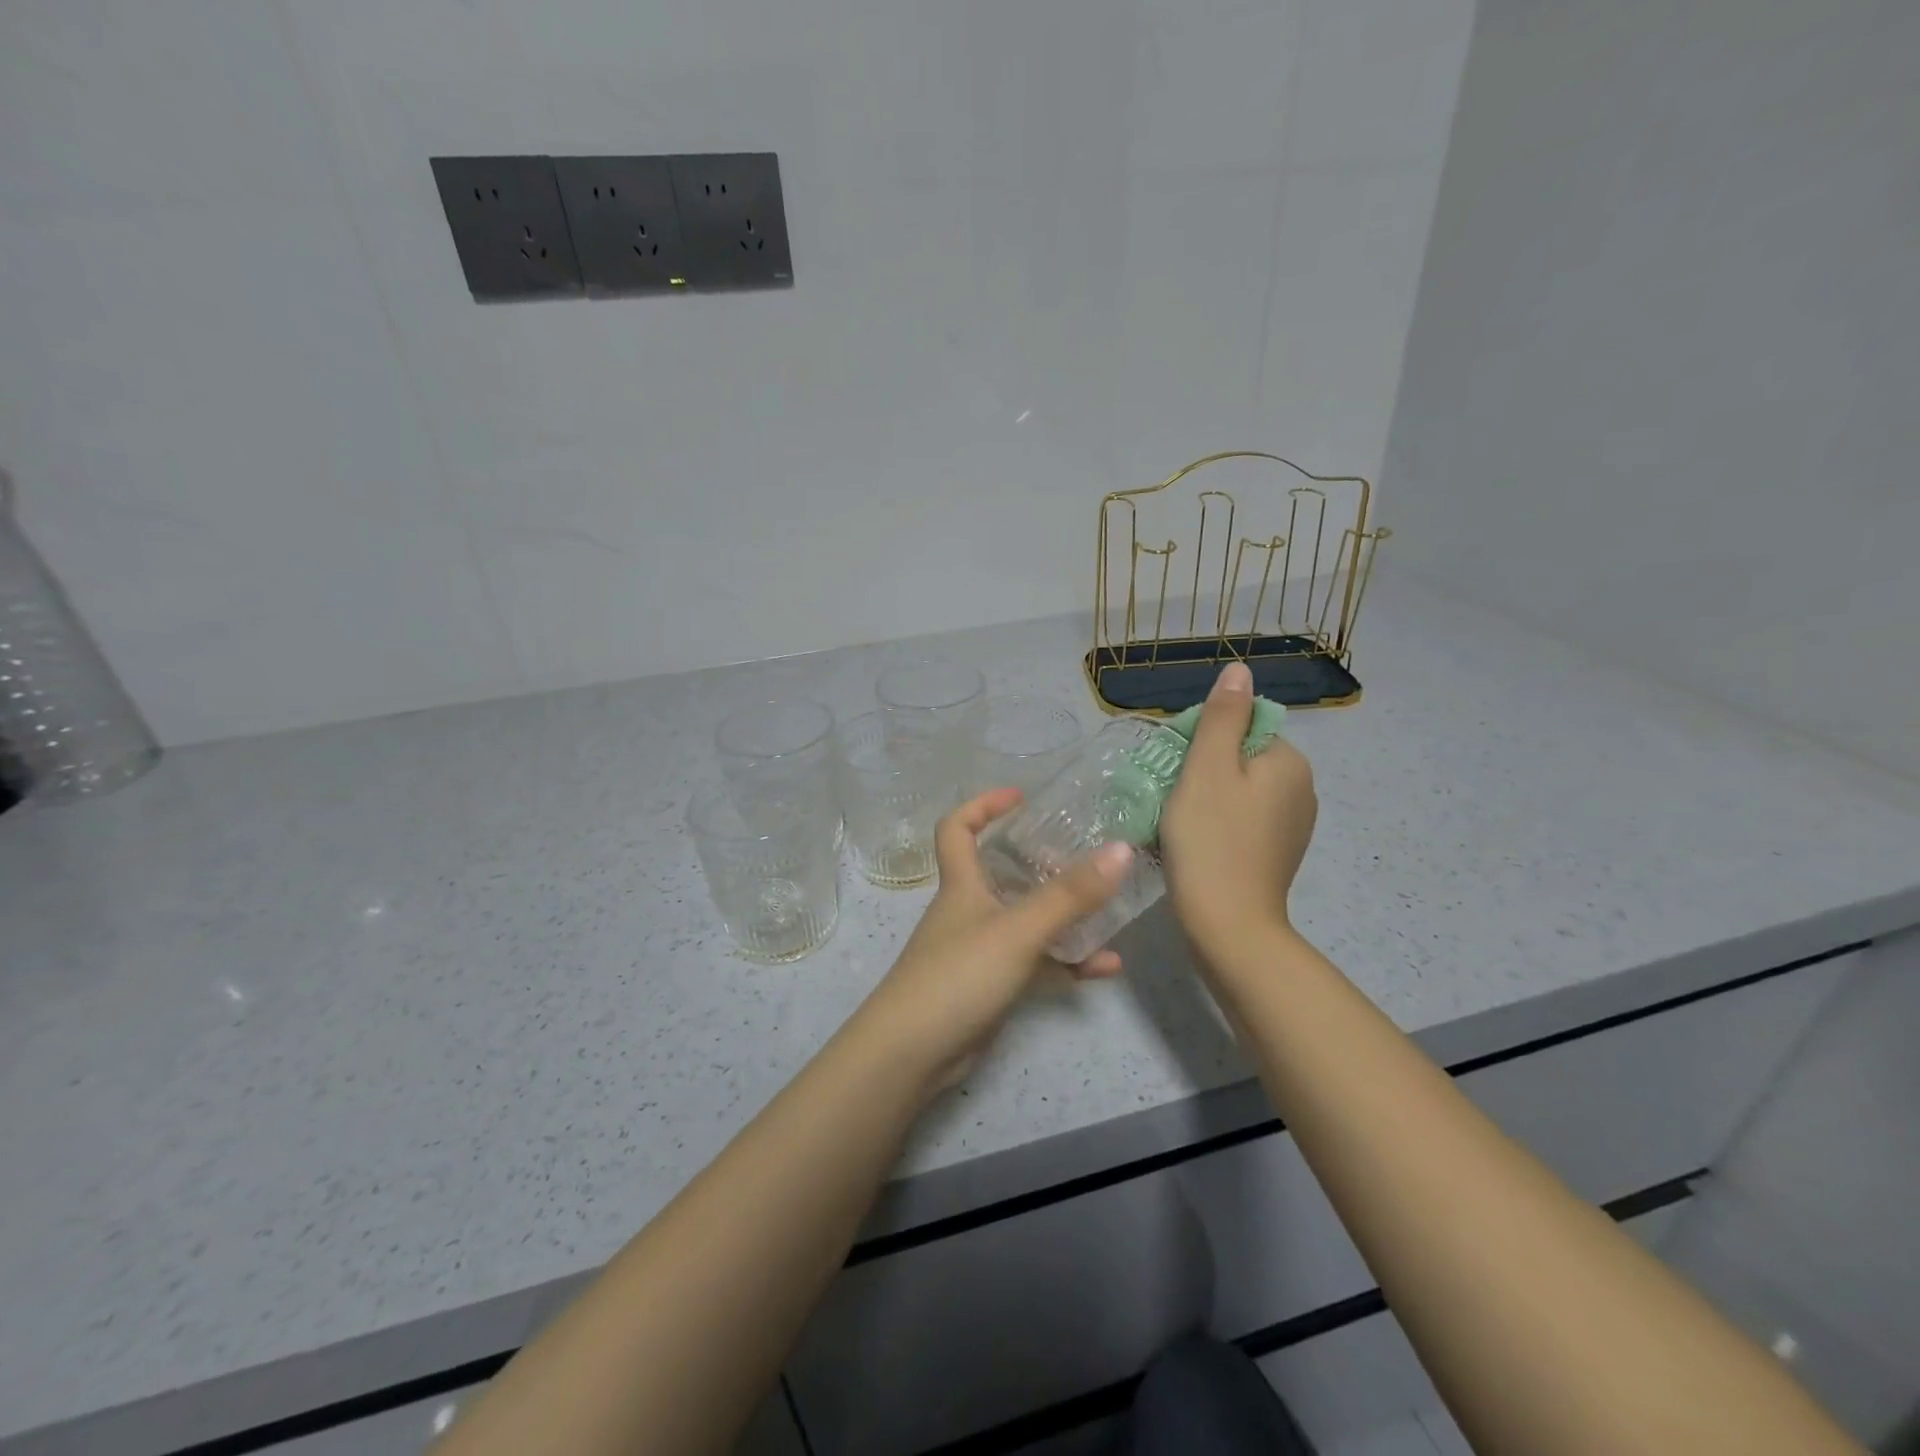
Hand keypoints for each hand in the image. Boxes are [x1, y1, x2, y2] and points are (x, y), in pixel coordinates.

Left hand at [855, 788, 1134, 1090]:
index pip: (957, 828)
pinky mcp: (990, 987)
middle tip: (1084, 855)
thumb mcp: (1018, 929)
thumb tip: (1121, 849)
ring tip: (1110, 908)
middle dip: (1041, 861)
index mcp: (962, 884)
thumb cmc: (958, 975)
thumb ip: (1070, 894)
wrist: (912, 1054)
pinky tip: (1107, 966)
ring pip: (1026, 920)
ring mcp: (979, 950)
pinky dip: (1067, 962)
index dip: (983, 805)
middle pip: (1001, 872)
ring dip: (1065, 916)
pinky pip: (1035, 964)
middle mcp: (968, 910)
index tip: (1022, 797)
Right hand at [1159, 661, 1317, 961]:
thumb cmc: (1211, 840)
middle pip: (1240, 756)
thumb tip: (1239, 670)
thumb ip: (1222, 716)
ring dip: (1206, 796)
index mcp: (1289, 762)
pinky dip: (1218, 823)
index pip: (1241, 725)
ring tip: (1177, 820)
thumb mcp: (1207, 769)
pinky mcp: (1277, 853)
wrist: (1228, 926)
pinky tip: (1196, 843)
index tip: (1176, 767)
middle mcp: (1301, 789)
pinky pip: (1243, 819)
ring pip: (1239, 790)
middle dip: (1202, 768)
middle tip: (1171, 795)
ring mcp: (1292, 825)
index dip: (1201, 739)